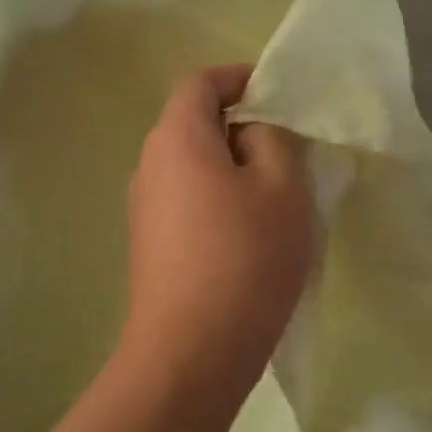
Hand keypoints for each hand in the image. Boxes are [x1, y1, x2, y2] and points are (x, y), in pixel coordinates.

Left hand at [121, 66, 311, 386]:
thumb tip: (253, 129)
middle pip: (193, 123)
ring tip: (275, 193)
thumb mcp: (281, 188)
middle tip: (287, 147)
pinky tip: (249, 233)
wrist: (191, 353)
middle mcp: (149, 165)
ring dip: (231, 166)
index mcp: (176, 138)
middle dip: (240, 125)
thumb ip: (272, 140)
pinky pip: (186, 200)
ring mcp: (144, 208)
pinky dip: (217, 198)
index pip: (200, 82)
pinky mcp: (149, 245)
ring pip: (192, 166)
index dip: (239, 78)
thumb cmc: (244, 258)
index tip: (277, 95)